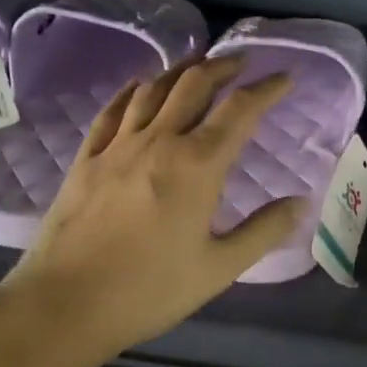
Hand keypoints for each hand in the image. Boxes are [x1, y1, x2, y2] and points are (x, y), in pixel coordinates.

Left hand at [0, 57, 304, 361]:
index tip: (286, 77)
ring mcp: (118, 146)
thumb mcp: (219, 268)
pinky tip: (139, 86)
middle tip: (243, 61)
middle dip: (223, 66)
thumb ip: (264, 231)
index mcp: (198, 165)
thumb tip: (301, 203)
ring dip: (181, 70)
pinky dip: (133, 90)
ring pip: (153, 89)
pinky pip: (113, 110)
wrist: (64, 304)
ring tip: (198, 64)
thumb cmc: (149, 290)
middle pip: (194, 85)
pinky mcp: (86, 159)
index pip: (240, 110)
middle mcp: (159, 141)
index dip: (267, 89)